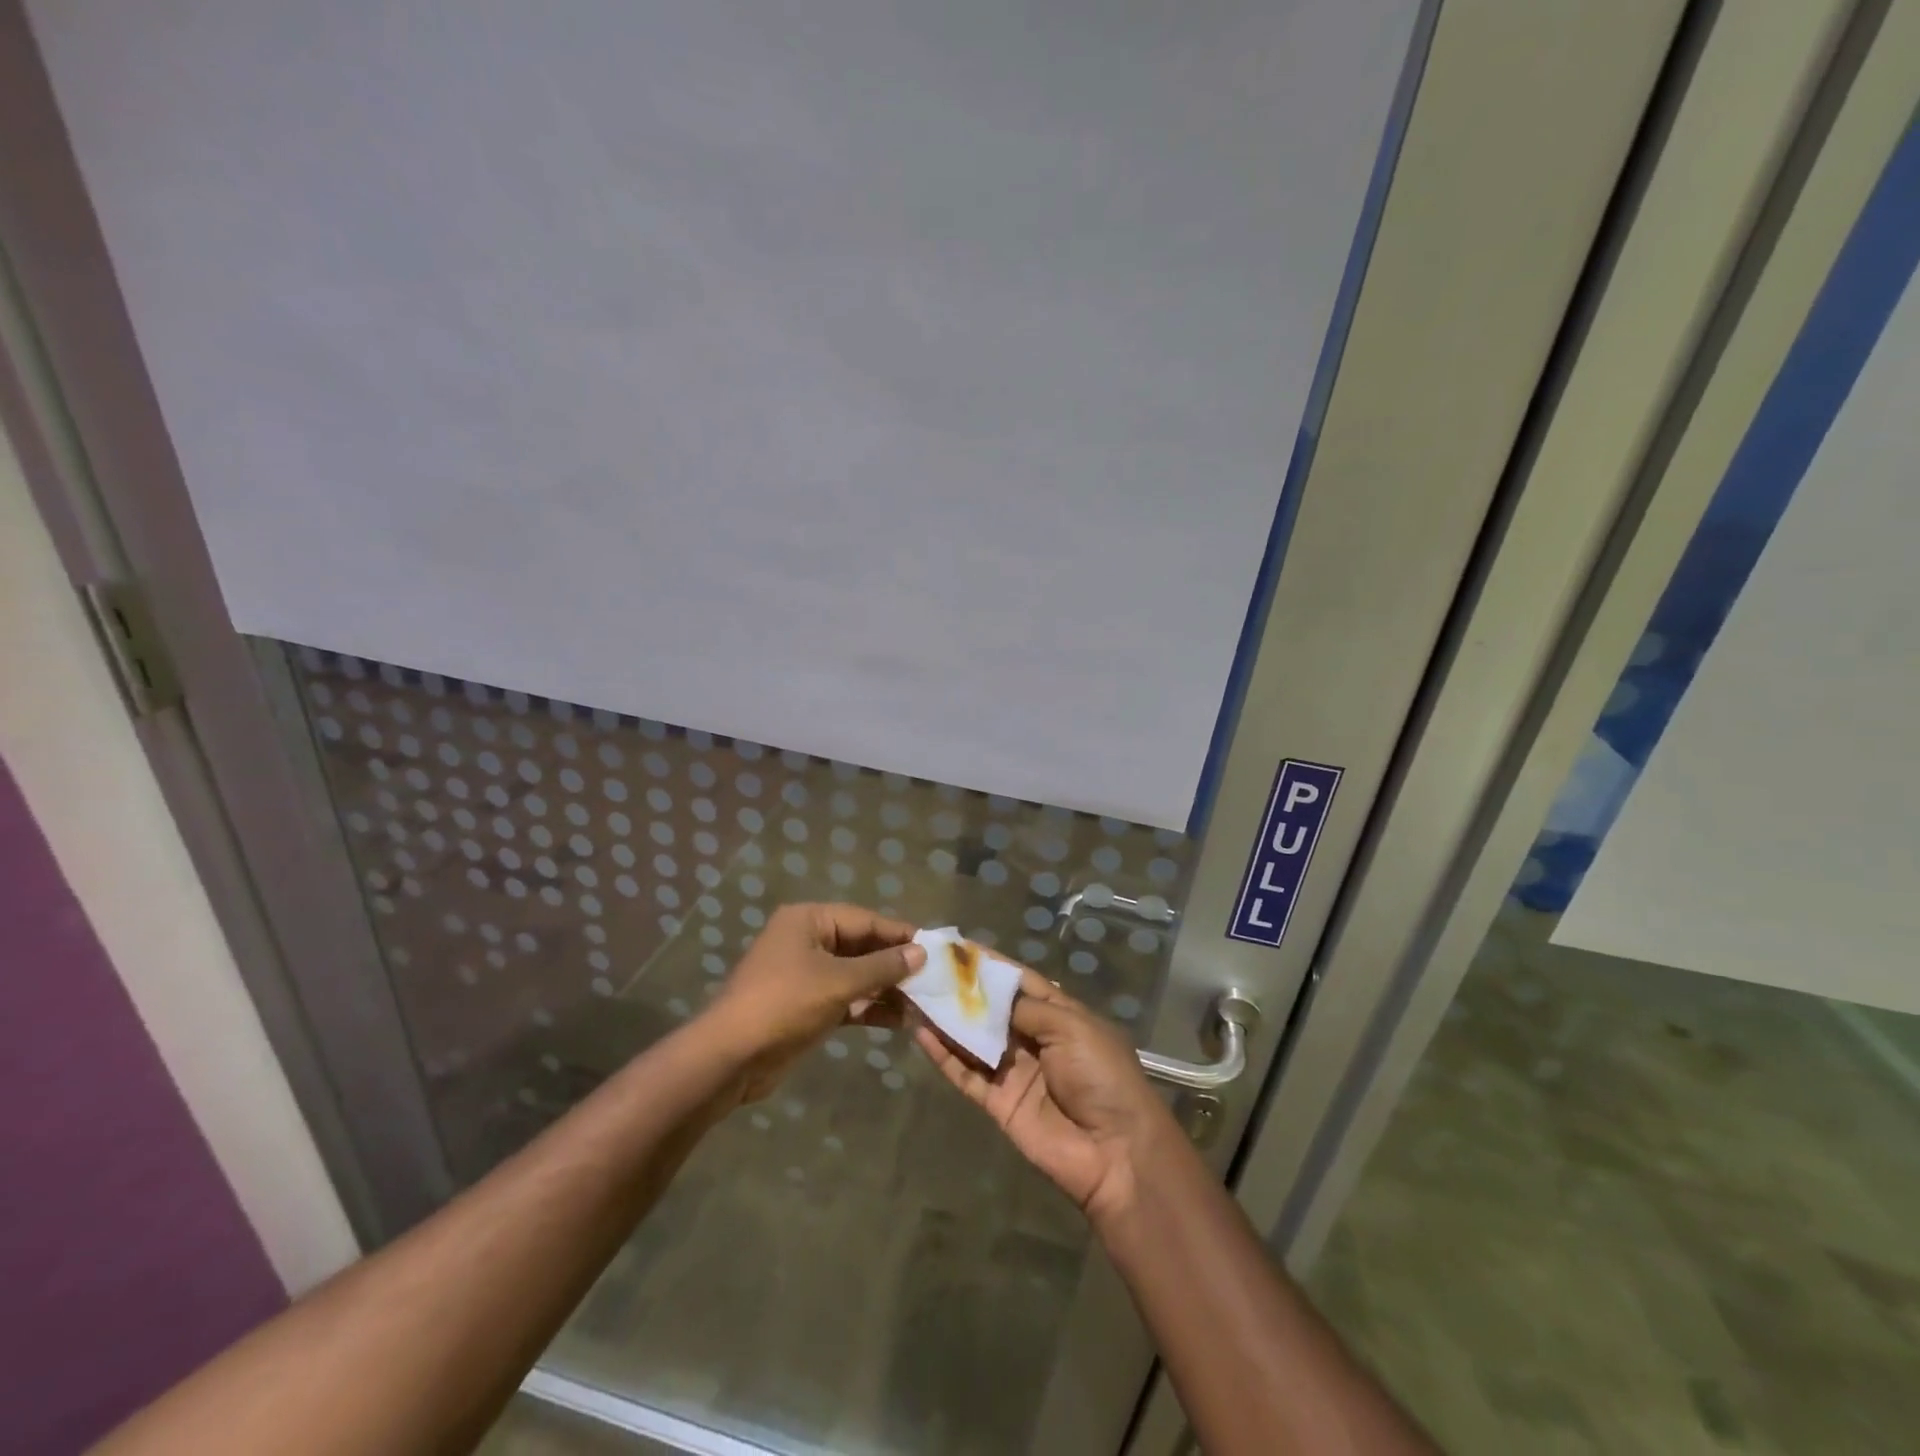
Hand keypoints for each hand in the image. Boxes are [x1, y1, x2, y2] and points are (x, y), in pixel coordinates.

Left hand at [703, 902, 923, 1101]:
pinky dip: (870, 1007)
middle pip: (862, 947)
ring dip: (887, 989)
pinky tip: (901, 1020)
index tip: (936, 947)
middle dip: (896, 964)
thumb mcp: (838, 982)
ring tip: (925, 1001)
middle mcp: (808, 941)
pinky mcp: (807, 1006)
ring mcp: (806, 975)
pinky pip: (847, 999)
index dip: (900, 934)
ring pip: (857, 975)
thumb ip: (882, 967)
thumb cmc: (784, 1004)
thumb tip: (921, 952)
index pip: (865, 920)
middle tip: (935, 977)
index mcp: (809, 920)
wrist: (731, 1058)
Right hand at [916, 969, 1179, 1225]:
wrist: (1116, 1153)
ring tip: (915, 994)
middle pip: (992, 1010)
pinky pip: (966, 1074)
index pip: (1020, 982)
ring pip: (973, 1040)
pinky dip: (944, 1056)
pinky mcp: (998, 1103)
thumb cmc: (1101, 1076)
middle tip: (926, 968)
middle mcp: (1034, 1039)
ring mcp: (1014, 1072)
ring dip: (947, 1020)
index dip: (991, 965)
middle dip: (963, 991)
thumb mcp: (1071, 1028)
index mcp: (1060, 1015)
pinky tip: (921, 1034)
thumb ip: (1027, 1008)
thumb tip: (990, 995)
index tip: (957, 946)